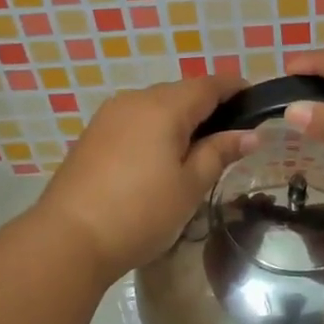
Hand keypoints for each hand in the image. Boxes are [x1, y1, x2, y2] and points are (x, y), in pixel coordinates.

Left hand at [35, 74, 249, 280]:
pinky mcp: (93, 134)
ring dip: (179, 119)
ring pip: (156, 105)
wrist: (68, 239)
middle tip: (230, 136)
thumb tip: (250, 134)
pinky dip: (155, 129)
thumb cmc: (140, 213)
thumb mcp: (190, 186)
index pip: (209, 85)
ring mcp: (109, 115)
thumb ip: (219, 153)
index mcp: (164, 106)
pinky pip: (135, 120)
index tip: (256, 101)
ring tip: (196, 151)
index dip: (235, 88)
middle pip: (181, 92)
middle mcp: (135, 99)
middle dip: (208, 106)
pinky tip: (160, 157)